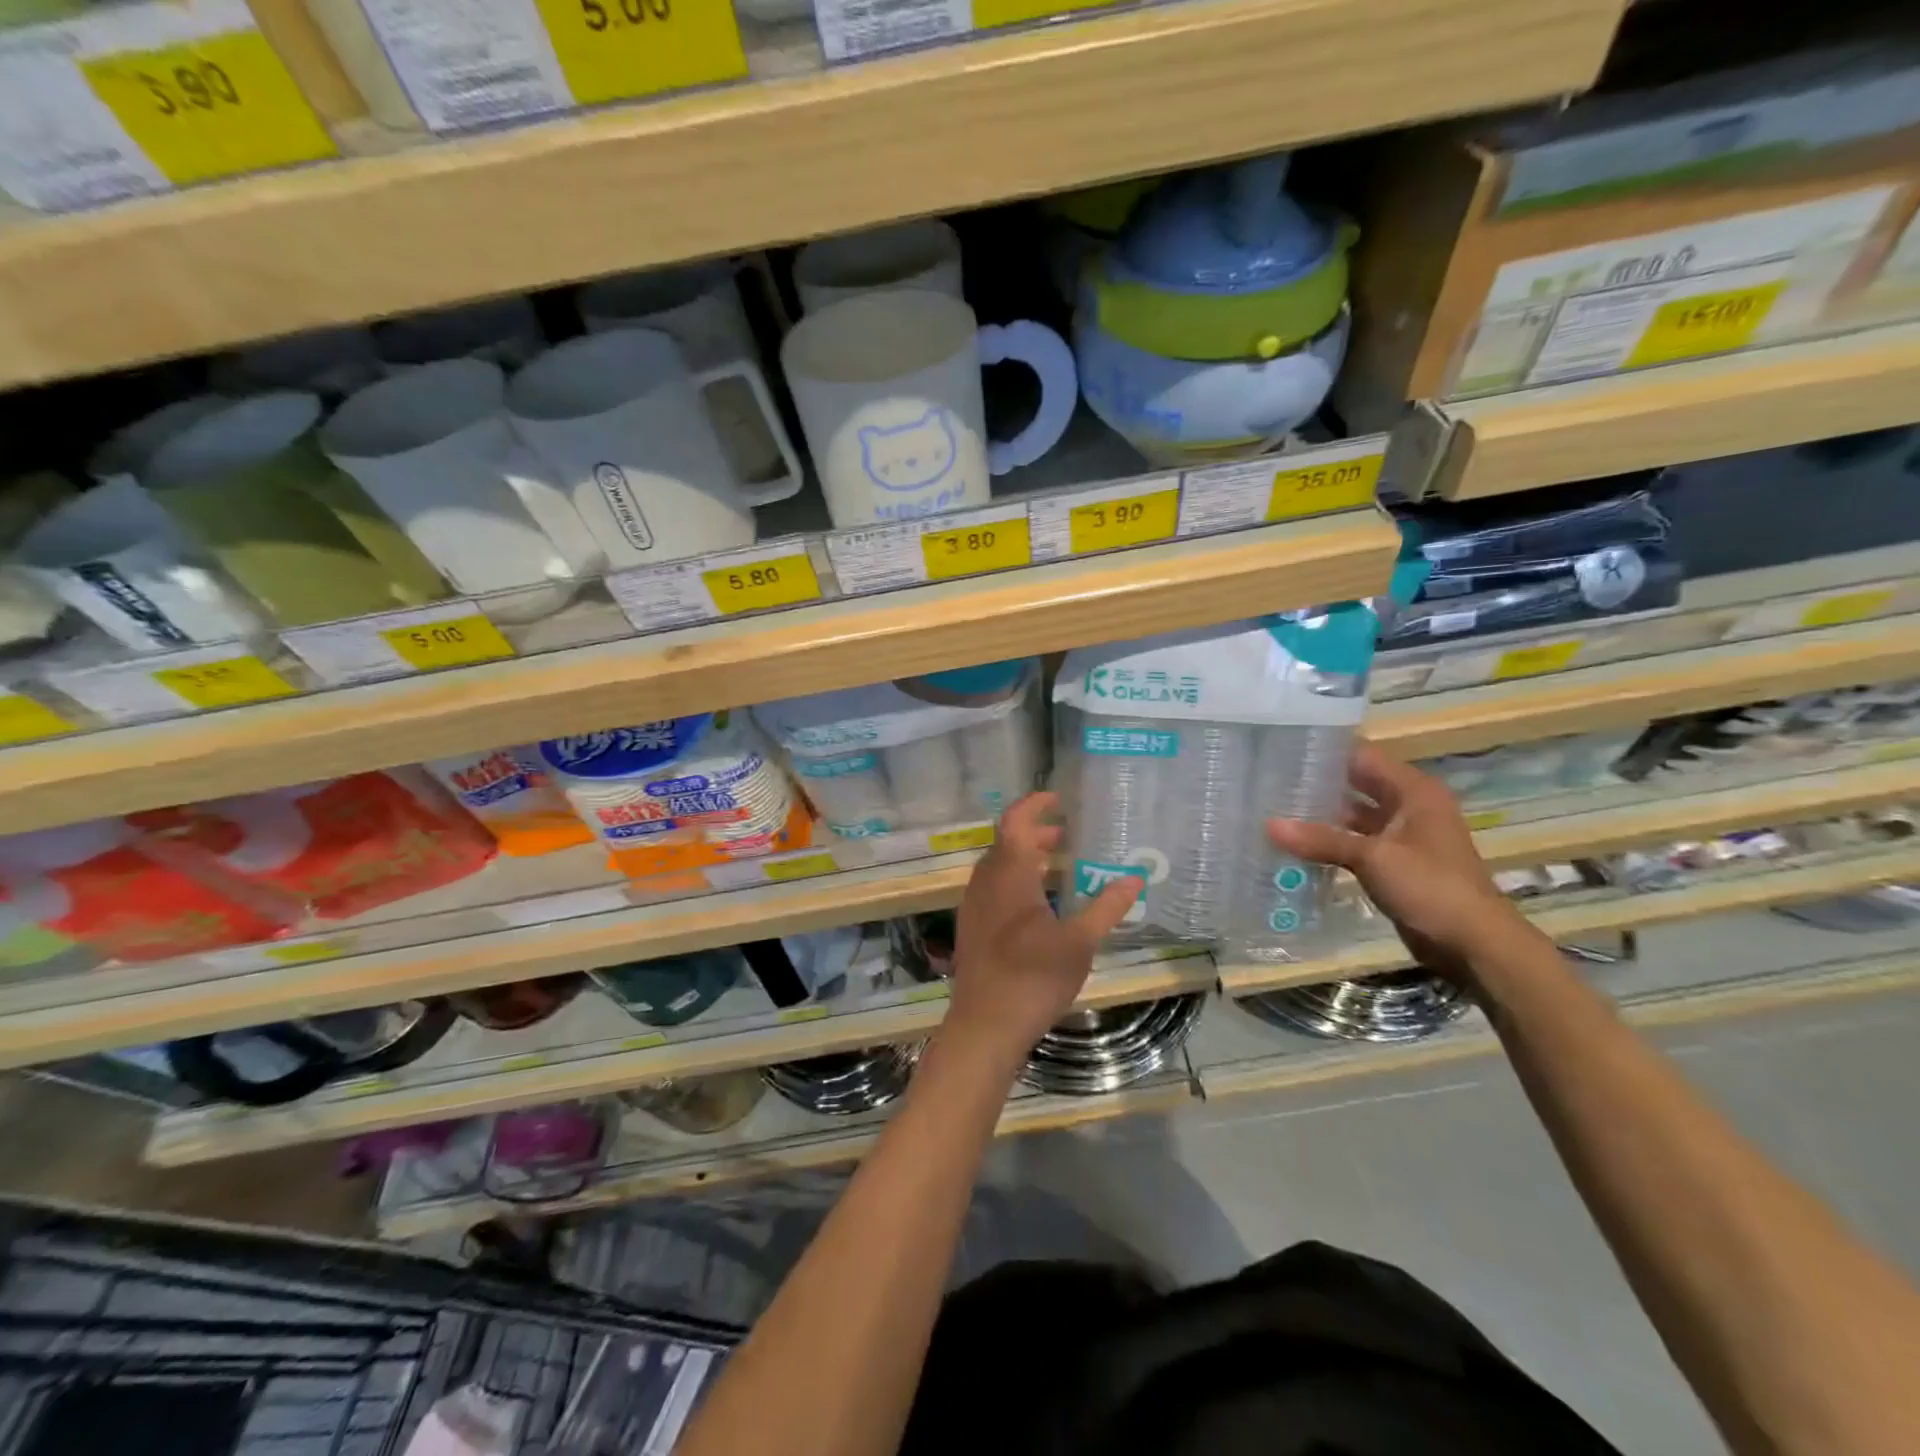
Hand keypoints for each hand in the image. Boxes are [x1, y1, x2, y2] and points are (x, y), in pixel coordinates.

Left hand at [944, 792, 1139, 1062]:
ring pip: (999, 865)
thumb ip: (1107, 906)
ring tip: (1059, 864)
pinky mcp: (972, 926)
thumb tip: (1136, 877)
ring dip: (1026, 857)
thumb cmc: (1033, 977)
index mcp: (1009, 874)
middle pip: (1008, 842)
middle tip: (1069, 835)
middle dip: (1037, 832)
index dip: (1035, 804)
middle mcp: (986, 881)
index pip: (1015, 820)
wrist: (984, 1025)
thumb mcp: (1080, 942)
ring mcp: (974, 904)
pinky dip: (1016, 879)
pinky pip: (993, 886)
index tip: (1059, 799)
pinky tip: (1039, 903)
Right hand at [1266, 740, 1526, 976]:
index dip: (1325, 752)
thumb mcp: (1373, 858)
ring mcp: (1402, 836)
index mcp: (1413, 791)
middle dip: (1317, 784)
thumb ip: (1321, 840)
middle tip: (1269, 781)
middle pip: (1356, 784)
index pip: (1362, 756)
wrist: (1473, 944)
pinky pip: (1354, 843)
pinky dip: (1330, 843)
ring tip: (1274, 809)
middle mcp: (1409, 806)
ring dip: (1320, 816)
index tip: (1282, 750)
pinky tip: (1295, 844)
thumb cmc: (1431, 887)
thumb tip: (1268, 825)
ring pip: (1353, 816)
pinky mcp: (1394, 863)